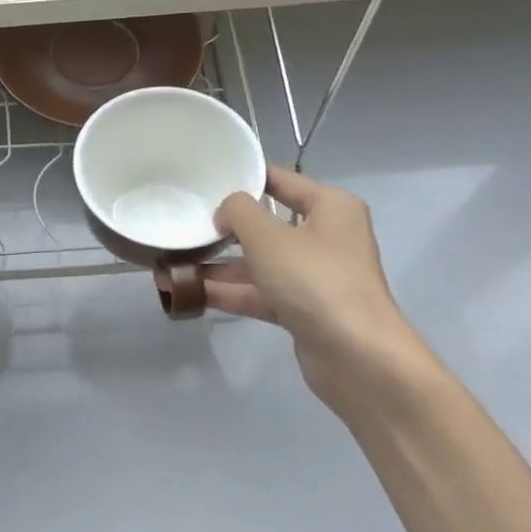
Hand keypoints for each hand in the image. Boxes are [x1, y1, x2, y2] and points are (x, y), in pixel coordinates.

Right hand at [206, 165, 423, 415]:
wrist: (355, 354)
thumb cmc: (315, 280)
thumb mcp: (268, 237)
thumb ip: (238, 212)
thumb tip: (224, 211)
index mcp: (330, 207)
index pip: (281, 180)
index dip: (245, 177)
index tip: (206, 177)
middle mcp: (326, 237)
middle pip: (267, 225)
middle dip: (225, 229)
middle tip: (184, 223)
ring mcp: (314, 276)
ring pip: (260, 263)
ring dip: (220, 265)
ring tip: (175, 262)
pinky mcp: (303, 309)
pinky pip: (260, 292)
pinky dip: (231, 292)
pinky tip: (191, 292)